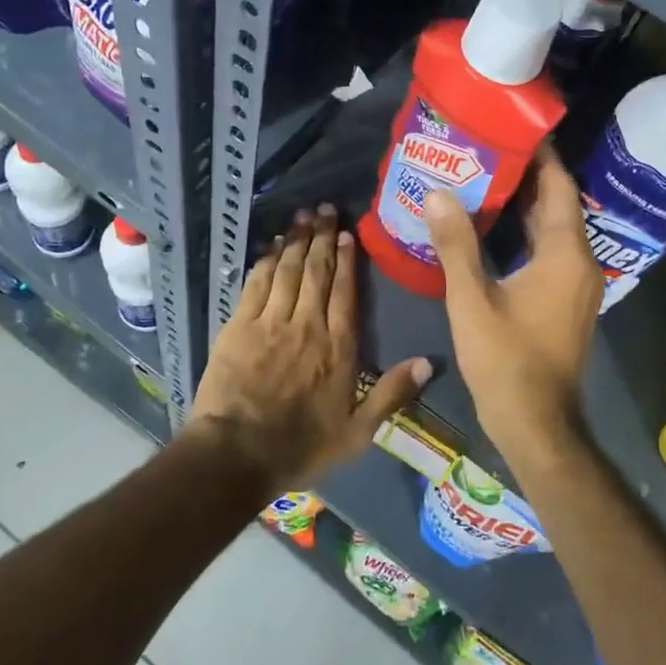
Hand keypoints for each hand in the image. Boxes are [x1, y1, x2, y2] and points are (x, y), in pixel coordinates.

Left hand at [189, 205, 429, 493]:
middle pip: (317, 272)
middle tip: (326, 209)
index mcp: (338, 348)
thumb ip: (392, 395)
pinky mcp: (240, 326)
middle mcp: (307, 325)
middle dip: (323, 237)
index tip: (348, 234)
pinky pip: (257, 283)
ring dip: (297, 240)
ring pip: (289, 270)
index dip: (347, 261)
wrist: (237, 454)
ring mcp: (271, 322)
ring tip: (303, 215)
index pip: (345, 293)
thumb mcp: (357, 433)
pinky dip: (267, 260)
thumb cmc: (300, 447)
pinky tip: (273, 244)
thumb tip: (428, 362)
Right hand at [423, 147, 601, 469]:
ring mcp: (575, 283)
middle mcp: (579, 261)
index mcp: (564, 254)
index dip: (540, 155)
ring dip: (523, 204)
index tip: (511, 127)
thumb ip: (455, 244)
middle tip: (485, 148)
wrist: (536, 423)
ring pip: (552, 229)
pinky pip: (548, 251)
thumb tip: (437, 192)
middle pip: (556, 204)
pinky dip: (524, 232)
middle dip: (525, 175)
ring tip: (482, 177)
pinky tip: (491, 226)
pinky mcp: (565, 300)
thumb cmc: (506, 359)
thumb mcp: (472, 300)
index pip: (558, 187)